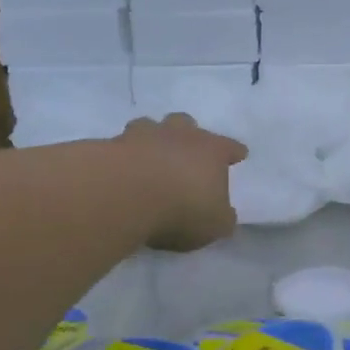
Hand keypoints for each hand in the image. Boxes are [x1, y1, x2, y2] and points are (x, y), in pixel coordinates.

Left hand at [118, 114, 246, 252]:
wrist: (126, 194)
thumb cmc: (183, 208)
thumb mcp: (215, 225)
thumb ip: (222, 218)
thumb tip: (225, 214)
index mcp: (212, 150)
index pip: (229, 147)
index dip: (234, 152)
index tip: (239, 154)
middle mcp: (180, 135)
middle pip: (186, 124)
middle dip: (188, 134)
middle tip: (186, 149)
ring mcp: (143, 136)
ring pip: (150, 127)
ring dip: (152, 139)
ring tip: (149, 155)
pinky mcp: (111, 145)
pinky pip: (121, 145)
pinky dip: (124, 154)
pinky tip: (122, 169)